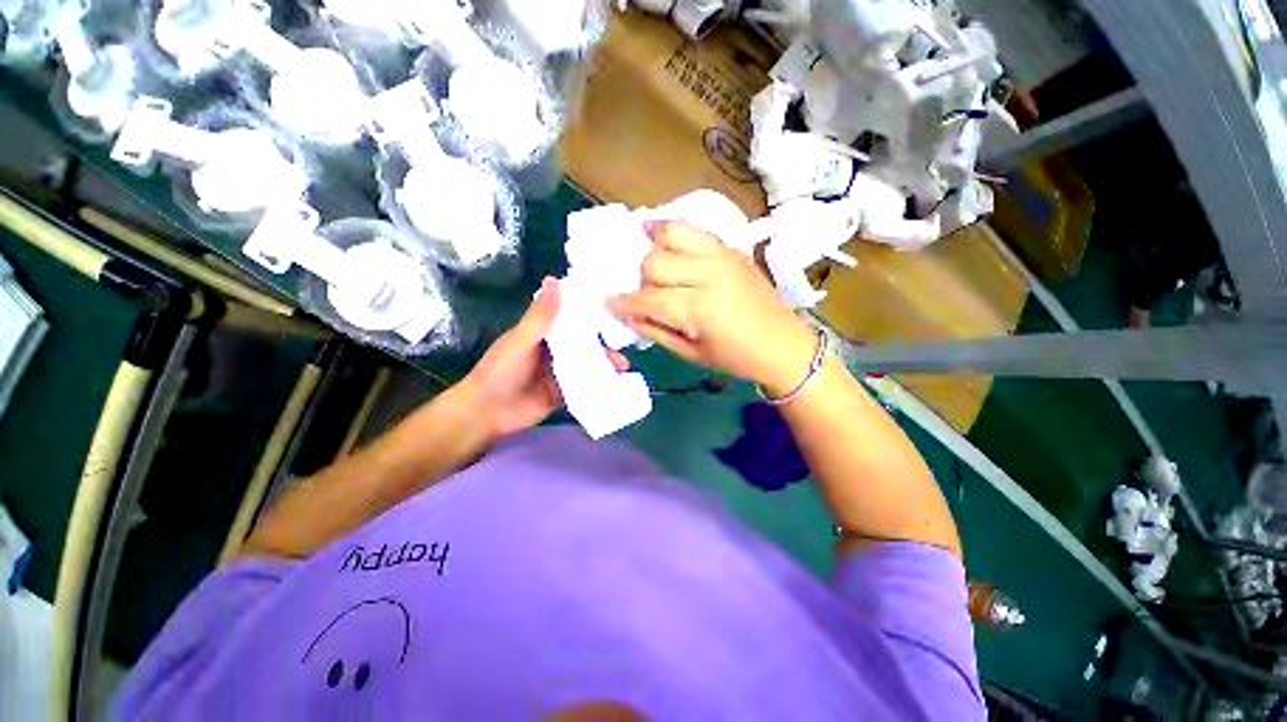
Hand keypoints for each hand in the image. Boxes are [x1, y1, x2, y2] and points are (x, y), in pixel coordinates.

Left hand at [462, 278, 628, 439]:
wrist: (487, 414)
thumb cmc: (500, 371)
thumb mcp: (521, 340)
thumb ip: (541, 315)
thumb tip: (555, 279)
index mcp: (542, 333)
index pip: (570, 318)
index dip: (590, 314)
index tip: (614, 311)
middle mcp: (553, 351)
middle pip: (583, 343)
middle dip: (603, 344)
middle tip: (624, 345)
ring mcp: (558, 373)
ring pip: (586, 364)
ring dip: (604, 365)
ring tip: (623, 368)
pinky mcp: (563, 394)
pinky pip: (583, 386)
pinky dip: (598, 384)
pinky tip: (615, 385)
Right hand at [606, 222, 817, 396]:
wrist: (782, 344)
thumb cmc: (736, 358)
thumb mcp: (691, 354)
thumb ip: (656, 331)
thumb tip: (630, 314)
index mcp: (700, 308)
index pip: (648, 299)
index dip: (624, 303)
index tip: (609, 303)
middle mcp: (709, 274)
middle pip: (655, 262)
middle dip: (640, 280)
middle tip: (644, 295)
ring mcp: (722, 256)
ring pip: (672, 234)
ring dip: (653, 248)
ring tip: (645, 256)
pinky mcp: (731, 248)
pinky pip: (694, 229)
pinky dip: (672, 230)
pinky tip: (657, 233)